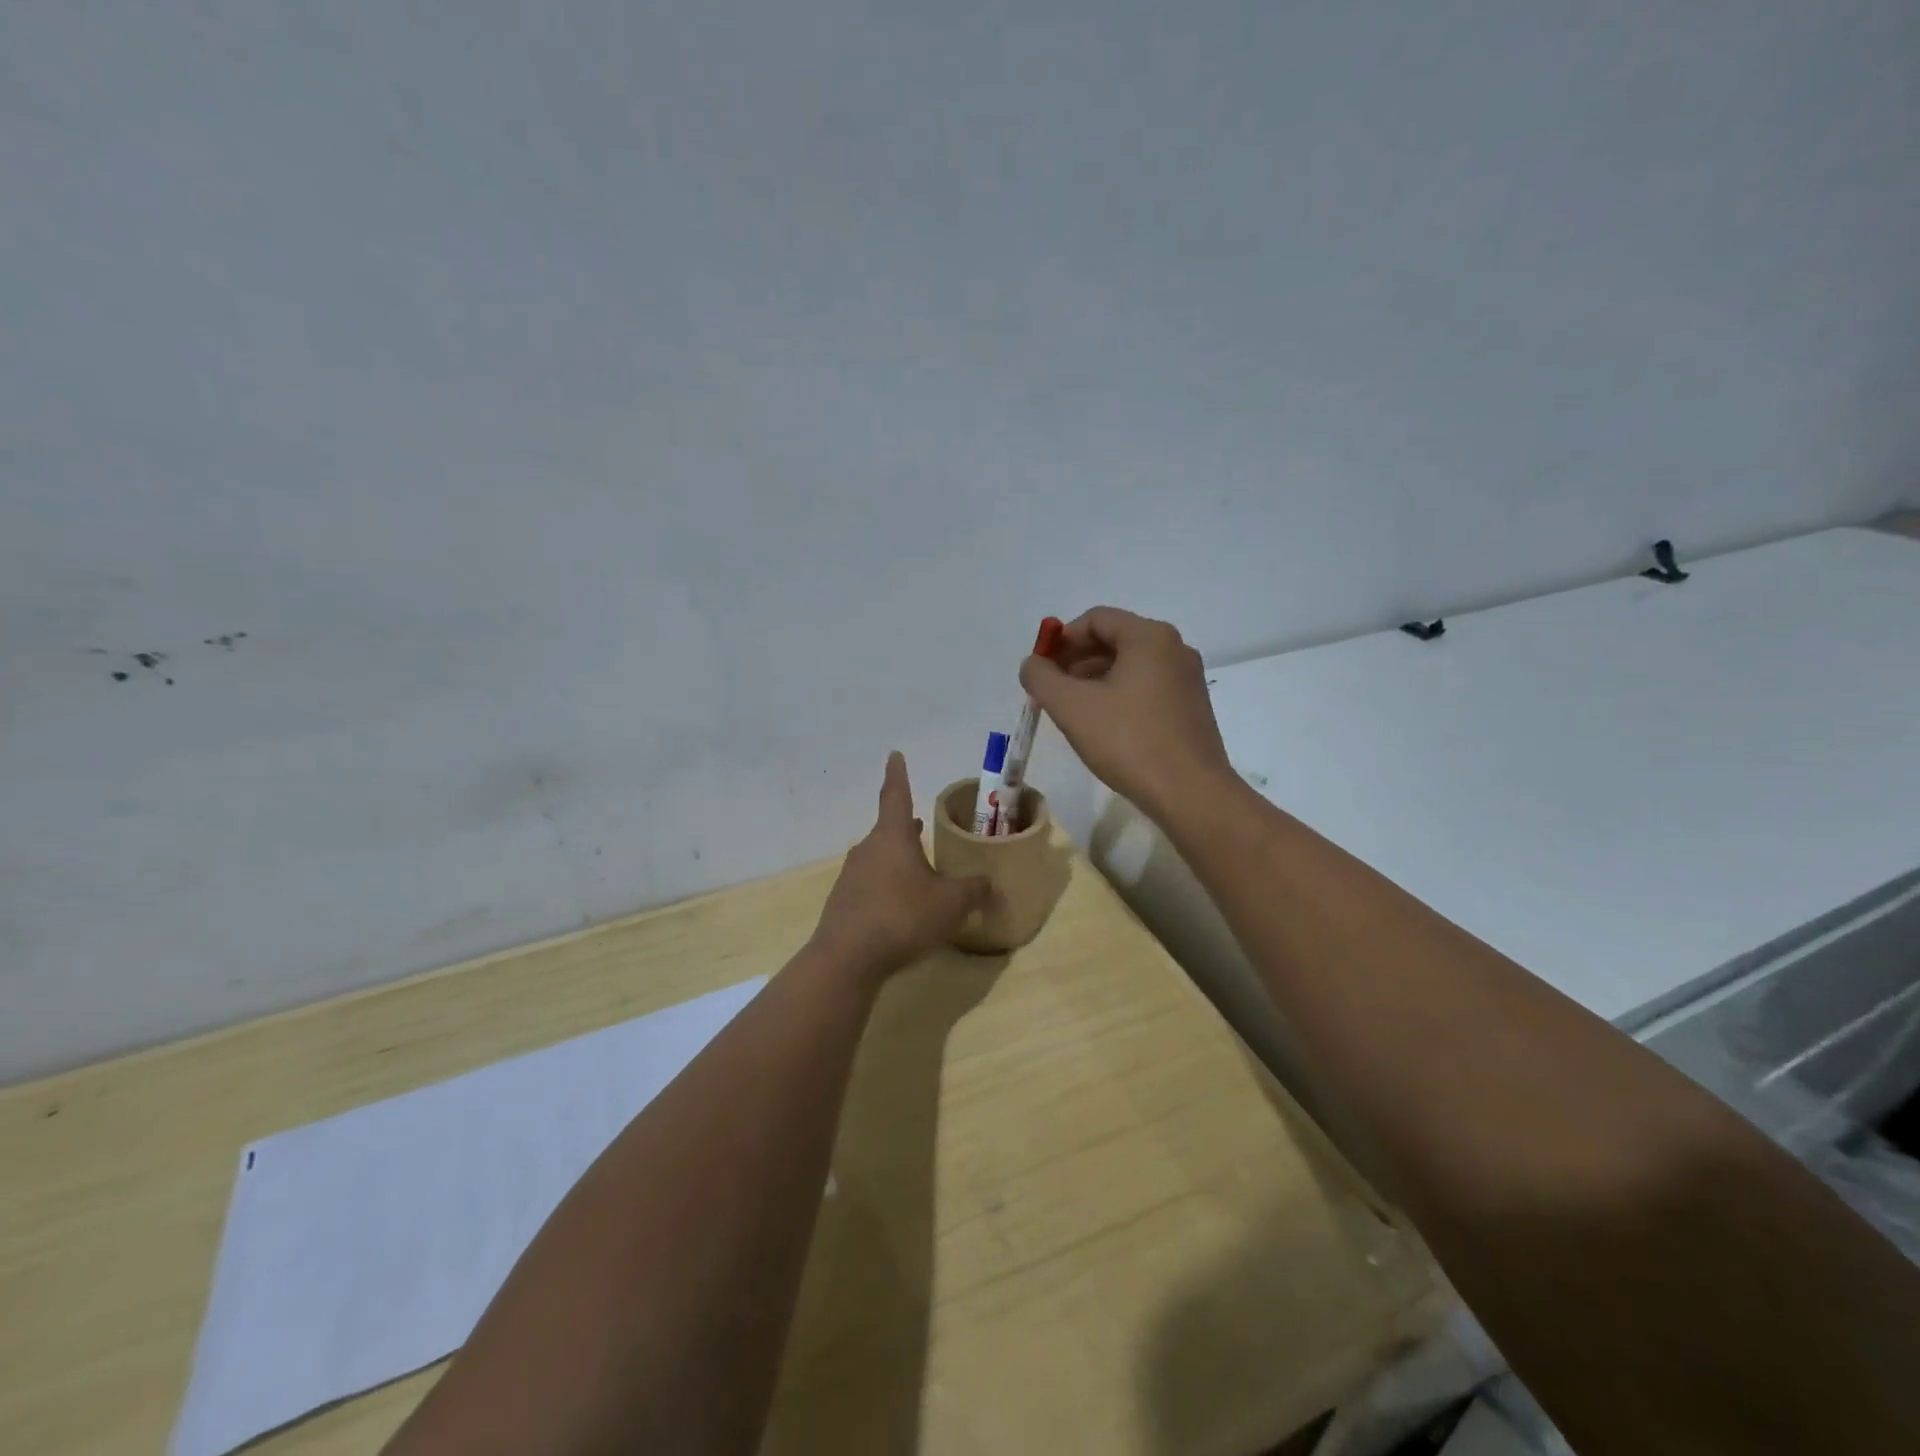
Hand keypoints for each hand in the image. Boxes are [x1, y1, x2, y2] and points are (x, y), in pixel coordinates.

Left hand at [810, 752, 990, 978]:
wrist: (847, 958)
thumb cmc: (903, 917)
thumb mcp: (950, 903)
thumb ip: (973, 890)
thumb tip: (989, 884)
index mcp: (893, 837)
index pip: (897, 794)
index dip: (898, 774)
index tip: (894, 755)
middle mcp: (868, 849)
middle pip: (890, 830)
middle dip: (908, 828)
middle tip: (923, 824)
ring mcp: (852, 876)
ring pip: (880, 858)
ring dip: (899, 860)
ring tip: (919, 869)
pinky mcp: (844, 902)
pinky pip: (871, 885)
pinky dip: (888, 887)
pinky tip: (901, 907)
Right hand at [1018, 607, 1233, 822]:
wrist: (1190, 793)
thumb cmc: (1128, 741)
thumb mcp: (1071, 707)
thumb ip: (1041, 677)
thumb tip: (1032, 663)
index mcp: (1149, 637)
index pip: (1096, 619)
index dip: (1062, 639)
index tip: (1041, 668)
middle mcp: (1174, 648)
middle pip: (1115, 640)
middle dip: (1077, 660)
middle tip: (1052, 690)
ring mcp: (1187, 679)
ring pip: (1131, 666)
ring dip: (1096, 680)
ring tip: (1073, 711)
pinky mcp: (1192, 707)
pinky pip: (1147, 687)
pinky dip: (1120, 695)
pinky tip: (1104, 726)